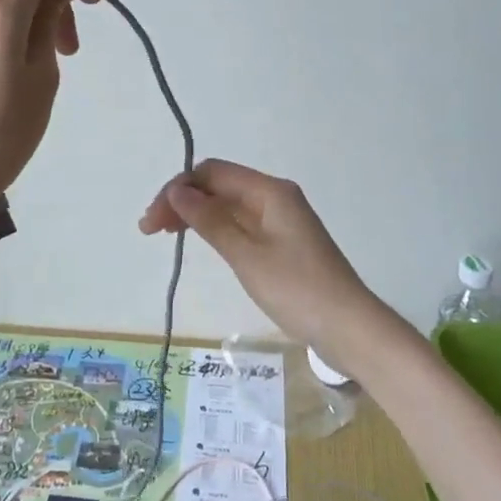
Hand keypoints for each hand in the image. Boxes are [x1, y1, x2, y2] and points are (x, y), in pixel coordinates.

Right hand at [139, 159, 386, 357]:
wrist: (350, 328)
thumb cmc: (297, 289)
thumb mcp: (246, 255)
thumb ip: (209, 221)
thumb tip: (176, 191)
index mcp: (269, 191)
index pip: (212, 173)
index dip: (178, 189)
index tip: (153, 219)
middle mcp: (275, 196)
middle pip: (219, 186)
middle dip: (183, 201)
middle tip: (150, 230)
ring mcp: (280, 219)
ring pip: (228, 205)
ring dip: (196, 215)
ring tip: (166, 234)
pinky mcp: (282, 241)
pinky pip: (241, 223)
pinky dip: (216, 228)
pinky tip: (200, 241)